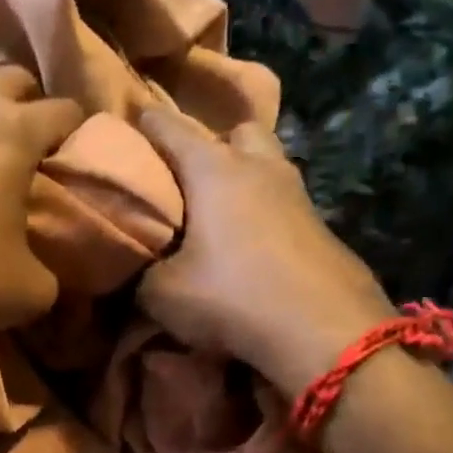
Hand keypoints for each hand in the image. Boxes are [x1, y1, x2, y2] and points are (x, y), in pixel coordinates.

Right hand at [137, 107, 392, 392]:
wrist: (322, 331)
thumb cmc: (231, 296)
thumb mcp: (162, 294)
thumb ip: (142, 273)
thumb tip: (140, 269)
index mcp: (214, 170)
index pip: (171, 128)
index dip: (146, 123)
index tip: (130, 121)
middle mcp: (259, 168)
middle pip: (236, 132)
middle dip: (212, 144)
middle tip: (188, 177)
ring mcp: (297, 195)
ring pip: (267, 164)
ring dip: (243, 177)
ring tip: (218, 212)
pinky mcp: (319, 226)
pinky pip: (282, 202)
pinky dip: (263, 211)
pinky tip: (249, 244)